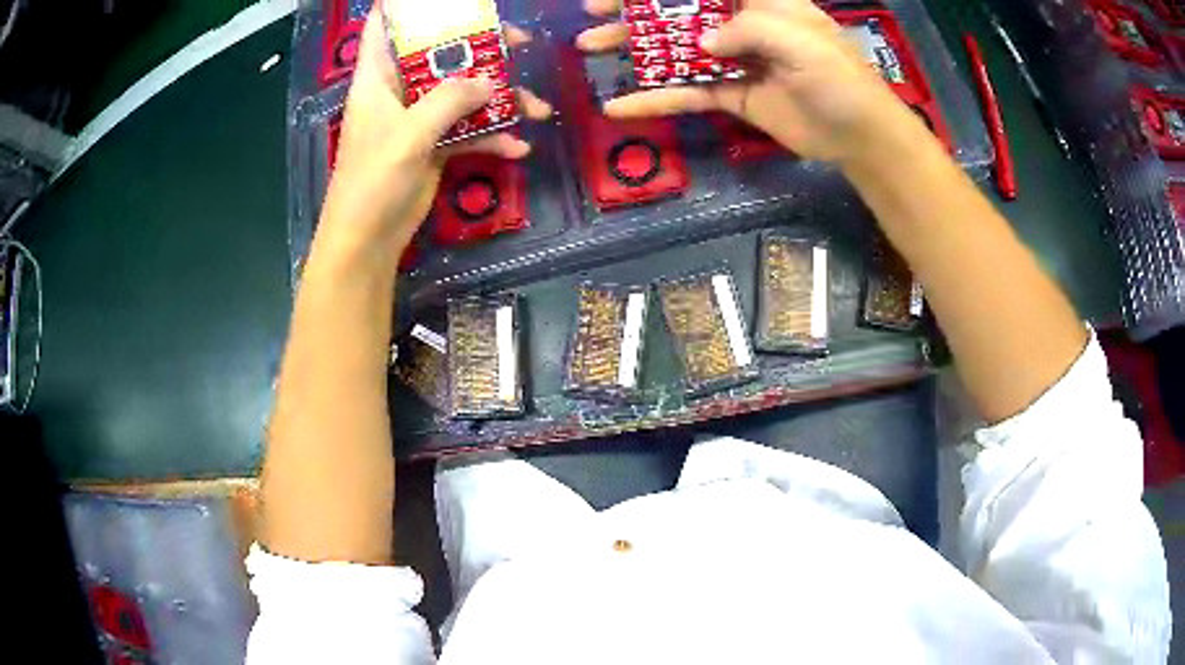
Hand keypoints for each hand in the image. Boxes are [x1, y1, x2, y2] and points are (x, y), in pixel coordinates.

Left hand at [318, 11, 551, 258]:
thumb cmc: (374, 181)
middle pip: (439, 53)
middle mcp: (399, 91)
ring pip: (462, 92)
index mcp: (379, 78)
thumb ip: (450, 100)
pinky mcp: (433, 146)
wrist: (369, 241)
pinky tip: (518, 148)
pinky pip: (468, 131)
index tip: (449, 0)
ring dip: (498, 98)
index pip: (384, 26)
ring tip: (536, 106)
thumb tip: (490, 83)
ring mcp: (418, 119)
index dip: (406, 6)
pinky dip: (493, 138)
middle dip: (479, 46)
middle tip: (519, 42)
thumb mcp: (410, 133)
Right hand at [576, 0, 913, 162]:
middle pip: (679, 11)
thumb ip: (748, 30)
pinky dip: (654, 99)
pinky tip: (619, 105)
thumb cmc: (839, 77)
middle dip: (635, 10)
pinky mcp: (731, 94)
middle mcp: (740, 23)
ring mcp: (732, 59)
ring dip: (632, 48)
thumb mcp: (799, 40)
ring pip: (675, 48)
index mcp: (760, 2)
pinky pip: (687, 93)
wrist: (858, 136)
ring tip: (588, 47)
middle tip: (592, 12)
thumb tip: (702, 43)